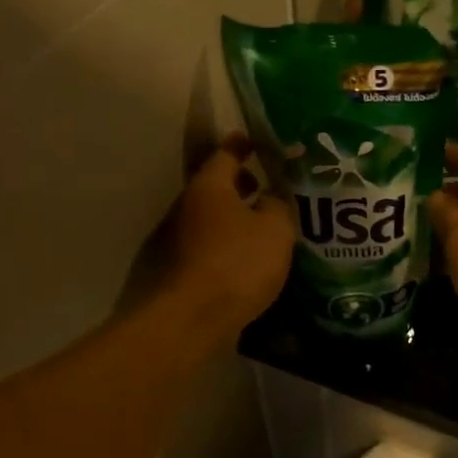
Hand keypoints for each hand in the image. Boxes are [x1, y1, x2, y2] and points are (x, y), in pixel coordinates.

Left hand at [161, 134, 295, 332]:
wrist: (194, 317)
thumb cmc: (238, 264)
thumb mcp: (276, 229)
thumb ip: (278, 206)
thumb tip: (270, 200)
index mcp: (210, 187)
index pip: (225, 154)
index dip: (241, 146)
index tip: (253, 140)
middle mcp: (188, 206)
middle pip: (215, 187)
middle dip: (239, 184)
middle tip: (264, 185)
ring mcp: (179, 239)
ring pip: (212, 217)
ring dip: (234, 217)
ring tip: (261, 225)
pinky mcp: (181, 268)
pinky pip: (210, 244)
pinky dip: (228, 243)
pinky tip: (247, 257)